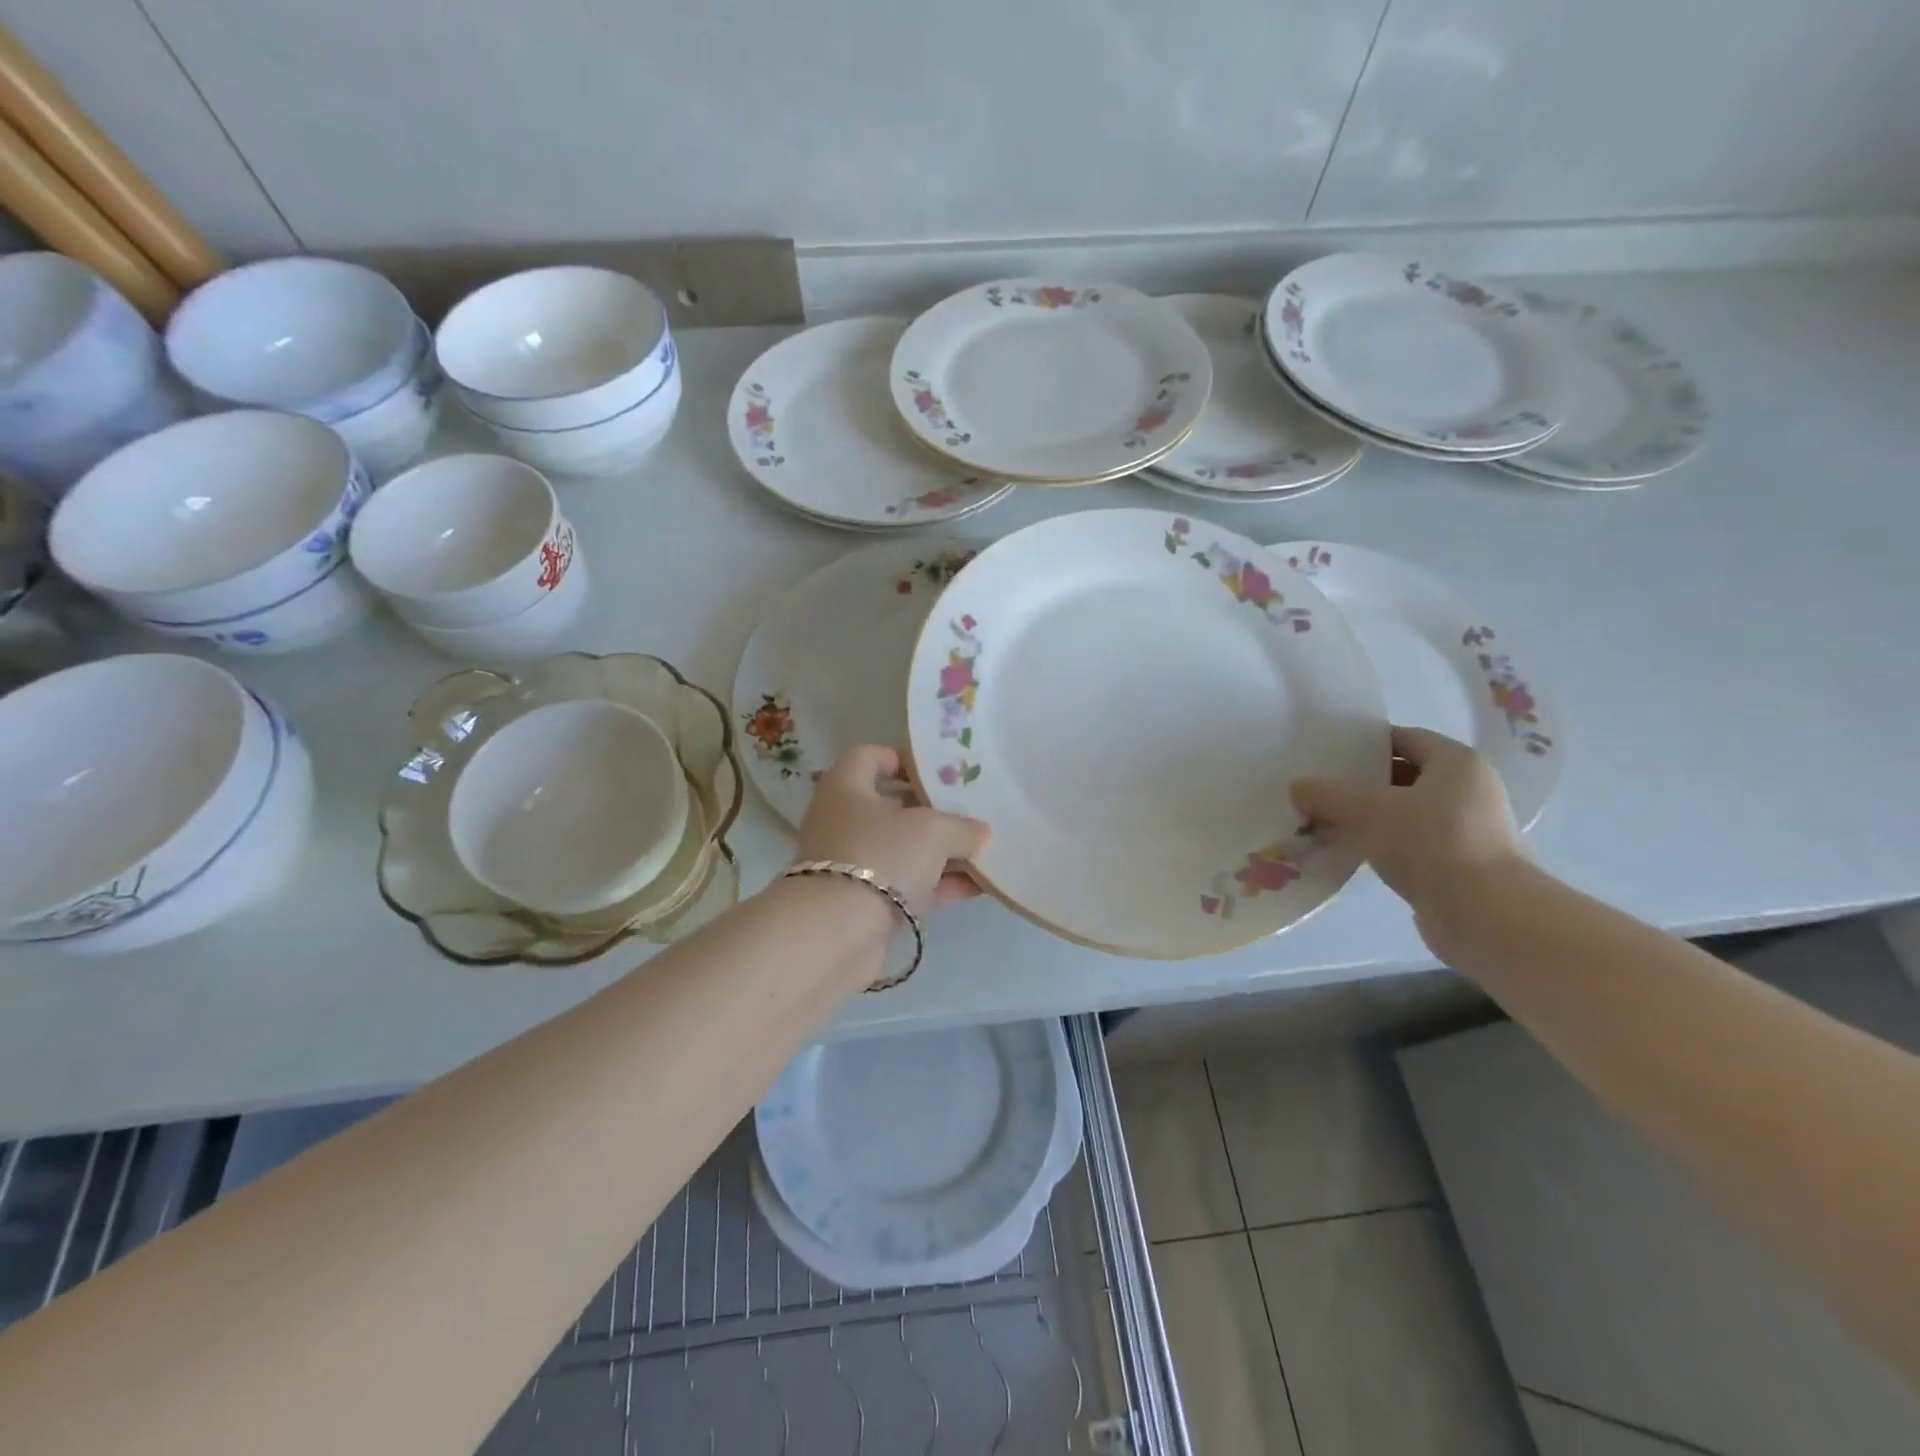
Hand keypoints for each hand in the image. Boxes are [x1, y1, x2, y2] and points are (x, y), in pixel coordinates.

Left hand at [796, 745, 990, 913]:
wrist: (836, 933)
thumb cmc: (881, 856)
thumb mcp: (933, 831)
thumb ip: (961, 827)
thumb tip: (981, 833)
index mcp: (846, 787)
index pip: (868, 756)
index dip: (902, 759)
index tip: (937, 772)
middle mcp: (842, 821)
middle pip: (890, 806)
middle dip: (932, 811)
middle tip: (970, 812)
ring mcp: (850, 864)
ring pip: (901, 849)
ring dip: (940, 852)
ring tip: (983, 852)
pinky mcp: (861, 903)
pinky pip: (905, 885)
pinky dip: (936, 884)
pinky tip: (976, 887)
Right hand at [1291, 727, 1525, 928]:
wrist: (1486, 915)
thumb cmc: (1431, 843)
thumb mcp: (1367, 810)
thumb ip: (1327, 794)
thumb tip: (1298, 788)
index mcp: (1456, 763)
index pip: (1405, 738)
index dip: (1367, 743)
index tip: (1330, 754)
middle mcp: (1469, 791)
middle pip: (1405, 776)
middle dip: (1362, 783)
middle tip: (1321, 790)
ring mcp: (1469, 830)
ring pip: (1406, 813)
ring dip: (1370, 818)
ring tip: (1327, 823)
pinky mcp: (1461, 865)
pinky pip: (1412, 844)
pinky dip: (1383, 845)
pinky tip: (1352, 853)